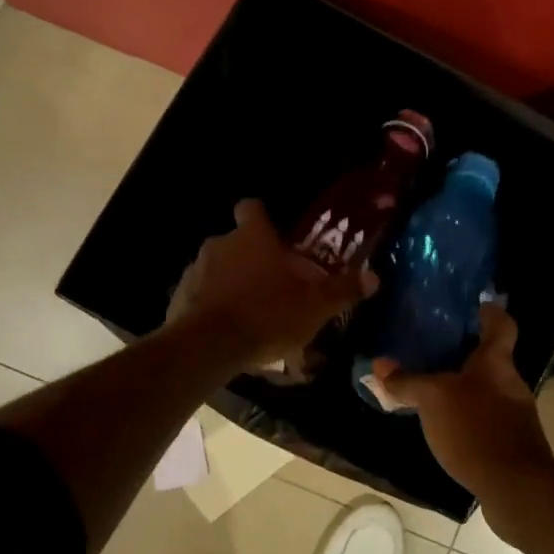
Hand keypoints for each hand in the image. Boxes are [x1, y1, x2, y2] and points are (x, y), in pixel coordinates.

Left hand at [167, 200, 375, 368]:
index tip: (274, 234)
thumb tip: (374, 277)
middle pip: (237, 241)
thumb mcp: (315, 306)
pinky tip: (228, 328)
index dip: (262, 217)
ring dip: (232, 282)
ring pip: (218, 268)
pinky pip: (201, 293)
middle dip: (253, 258)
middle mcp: (220, 244)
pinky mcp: (178, 297)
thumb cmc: (267, 315)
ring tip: (251, 311)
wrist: (209, 346)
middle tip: (273, 284)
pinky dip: (213, 304)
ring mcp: (195, 269)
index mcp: (253, 237)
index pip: (252, 207)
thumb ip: (343, 289)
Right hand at [375, 304, 553, 497]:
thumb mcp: (433, 399)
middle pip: (491, 359)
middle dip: (464, 354)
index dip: (490, 311)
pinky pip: (483, 419)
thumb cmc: (475, 429)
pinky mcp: (510, 444)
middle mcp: (510, 383)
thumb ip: (407, 381)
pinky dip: (465, 417)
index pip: (501, 324)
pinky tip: (444, 427)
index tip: (475, 304)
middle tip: (432, 348)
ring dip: (462, 388)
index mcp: (496, 362)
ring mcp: (514, 415)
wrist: (515, 487)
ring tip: (430, 388)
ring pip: (485, 390)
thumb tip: (379, 365)